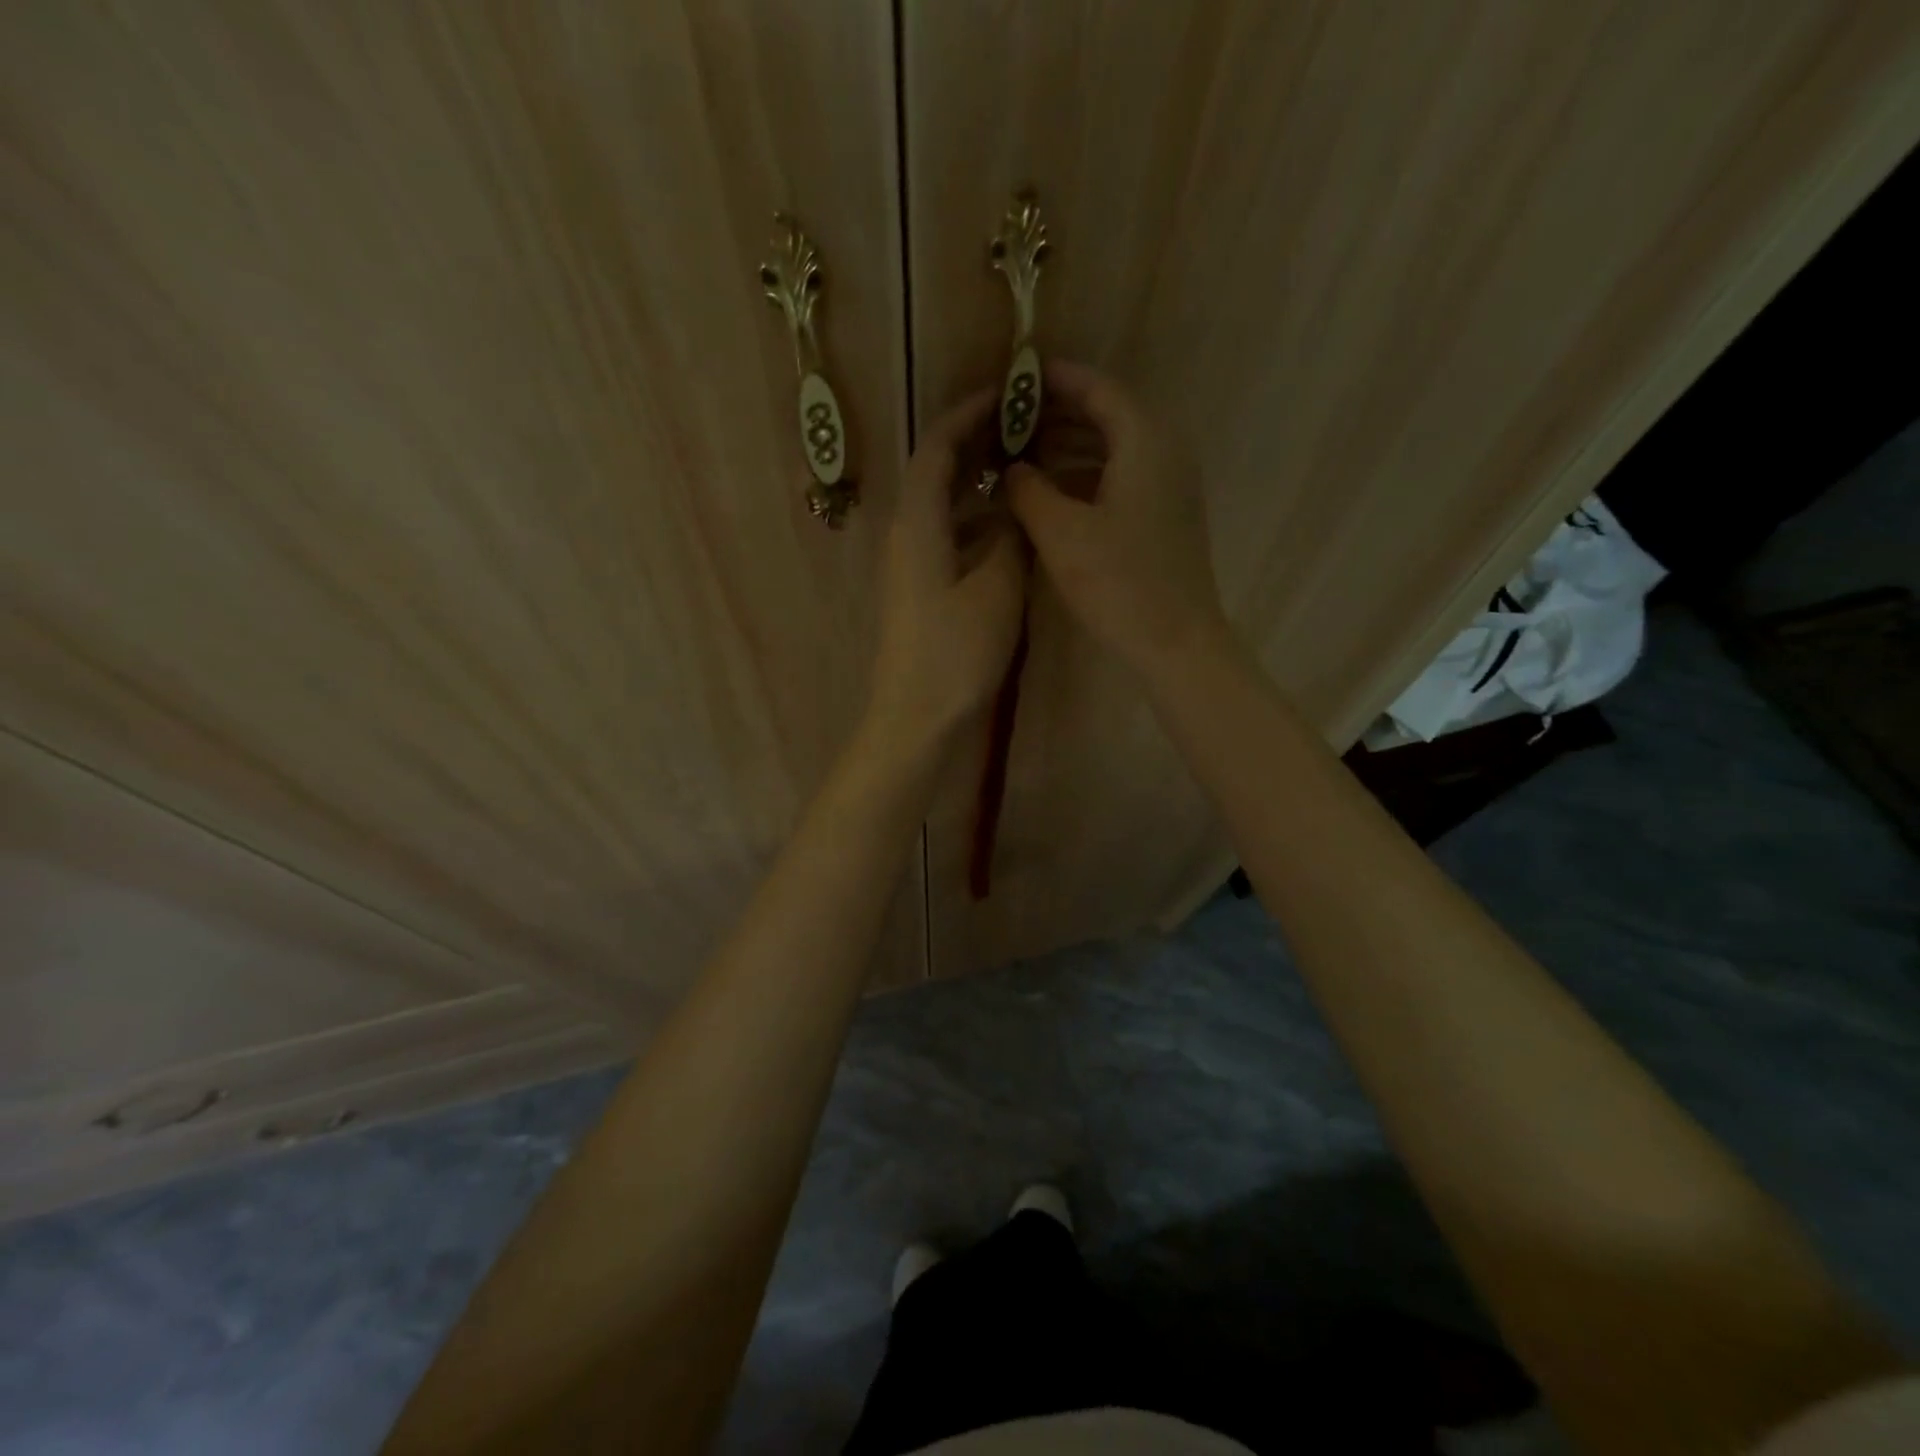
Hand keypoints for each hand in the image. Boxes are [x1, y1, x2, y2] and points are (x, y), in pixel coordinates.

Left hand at [863, 391, 1027, 759]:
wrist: (917, 717)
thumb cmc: (955, 652)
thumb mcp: (996, 589)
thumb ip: (1010, 539)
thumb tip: (1013, 509)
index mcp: (918, 524)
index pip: (936, 448)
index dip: (967, 416)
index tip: (1005, 394)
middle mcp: (907, 537)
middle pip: (936, 474)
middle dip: (974, 446)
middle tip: (1022, 429)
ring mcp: (911, 568)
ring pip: (944, 509)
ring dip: (978, 487)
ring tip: (1024, 473)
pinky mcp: (921, 594)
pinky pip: (949, 541)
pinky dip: (977, 526)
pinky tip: (1010, 533)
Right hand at [1006, 360, 1229, 679]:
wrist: (1177, 642)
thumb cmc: (1119, 583)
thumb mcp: (1060, 533)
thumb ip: (1028, 490)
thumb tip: (1012, 468)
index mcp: (1144, 441)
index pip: (1097, 388)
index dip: (1055, 380)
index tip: (1016, 377)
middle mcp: (1165, 451)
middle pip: (1108, 414)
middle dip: (1058, 414)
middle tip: (1010, 419)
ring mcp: (1170, 485)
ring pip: (1114, 447)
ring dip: (1069, 446)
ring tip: (1022, 454)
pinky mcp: (1166, 516)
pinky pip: (1122, 476)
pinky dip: (1086, 475)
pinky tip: (1053, 493)